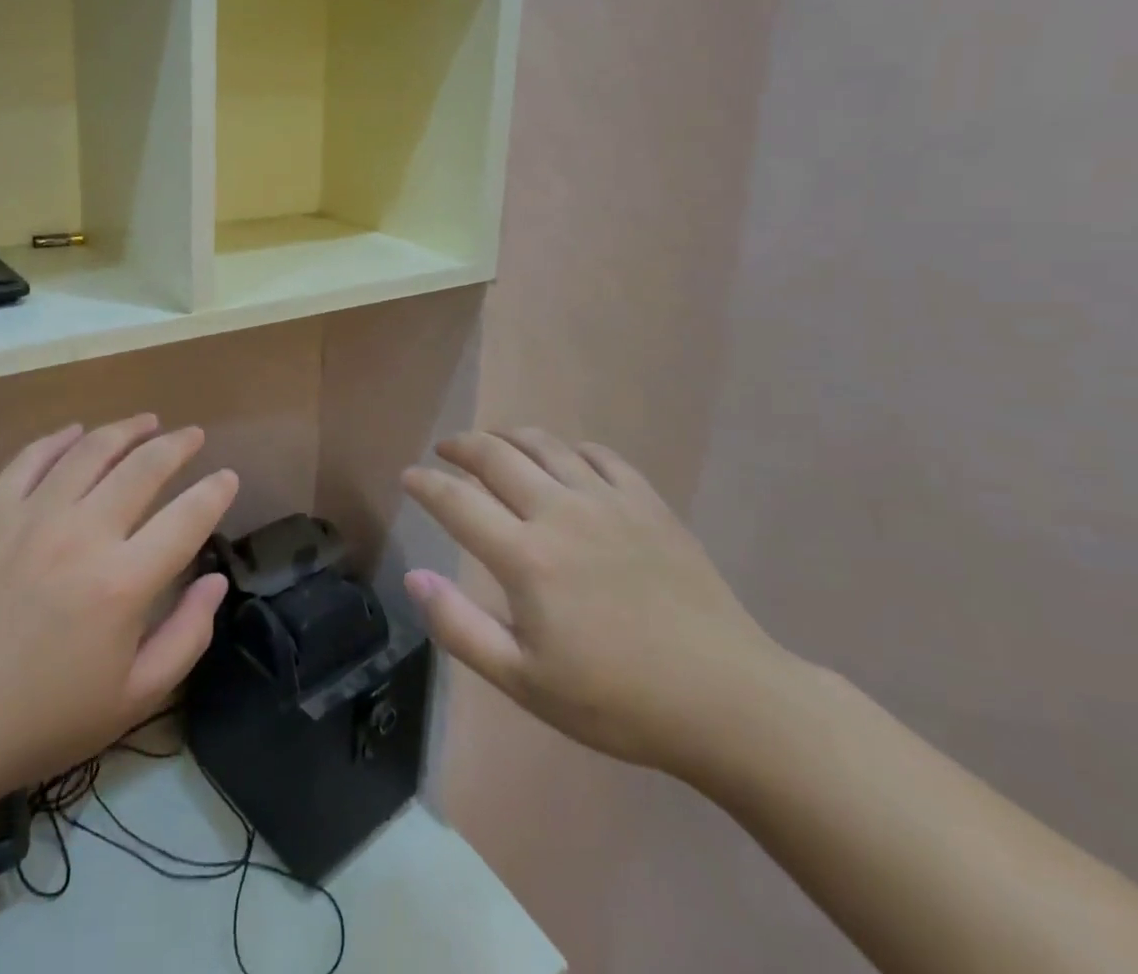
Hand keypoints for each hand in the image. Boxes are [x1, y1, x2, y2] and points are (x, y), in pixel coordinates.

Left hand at [0, 416, 237, 818]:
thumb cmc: (42, 720)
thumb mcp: (133, 699)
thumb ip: (187, 636)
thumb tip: (215, 580)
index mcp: (123, 582)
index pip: (188, 517)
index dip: (215, 492)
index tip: (228, 478)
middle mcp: (83, 534)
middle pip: (144, 466)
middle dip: (178, 445)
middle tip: (193, 436)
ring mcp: (32, 516)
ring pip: (91, 450)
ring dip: (127, 430)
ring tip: (147, 422)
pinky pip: (31, 458)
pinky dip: (60, 439)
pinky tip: (78, 433)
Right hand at [401, 429, 790, 778]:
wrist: (729, 701)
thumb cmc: (618, 701)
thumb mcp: (525, 682)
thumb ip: (460, 627)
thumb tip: (413, 577)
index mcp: (525, 557)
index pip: (456, 501)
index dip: (425, 484)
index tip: (408, 476)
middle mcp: (560, 512)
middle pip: (496, 456)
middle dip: (461, 446)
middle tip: (444, 451)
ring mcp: (608, 501)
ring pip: (544, 444)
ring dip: (508, 437)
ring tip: (492, 443)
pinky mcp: (648, 502)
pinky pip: (599, 454)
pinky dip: (569, 448)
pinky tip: (565, 460)